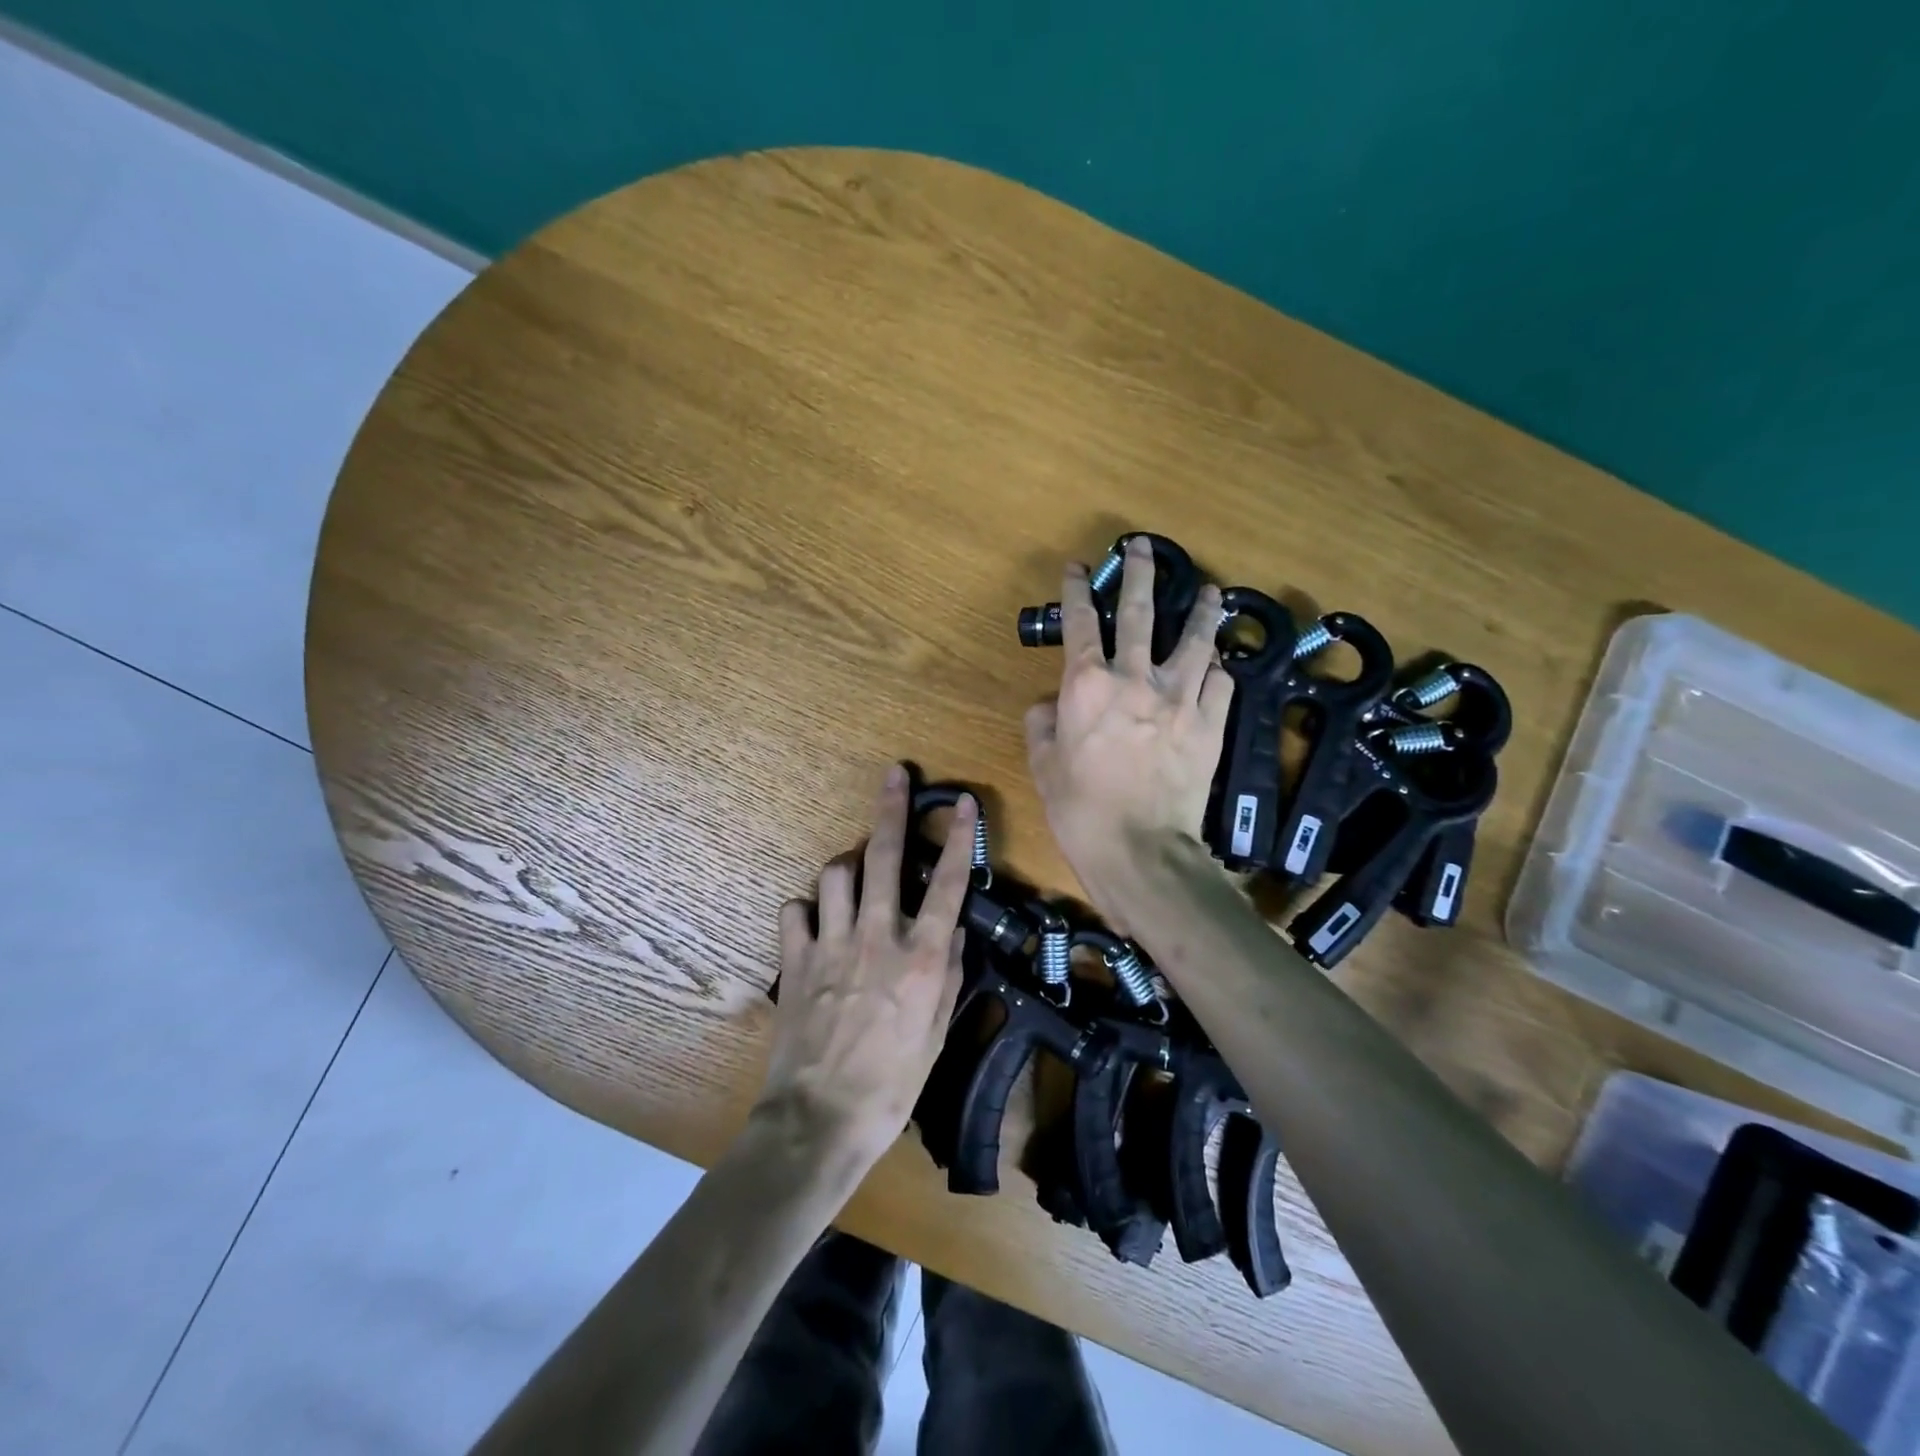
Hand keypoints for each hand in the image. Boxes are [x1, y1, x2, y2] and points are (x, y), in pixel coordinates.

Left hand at [755, 764, 975, 1169]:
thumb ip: (949, 974)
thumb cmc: (893, 1083)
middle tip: (893, 775)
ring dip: (846, 865)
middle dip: (891, 809)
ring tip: (853, 873)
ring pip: (834, 873)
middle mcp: (877, 937)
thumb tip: (953, 932)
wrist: (821, 1120)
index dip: (959, 838)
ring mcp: (831, 944)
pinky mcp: (795, 960)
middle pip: (884, 857)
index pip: (948, 883)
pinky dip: (806, 910)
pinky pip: (795, 911)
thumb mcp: (938, 1032)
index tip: (963, 803)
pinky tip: (814, 922)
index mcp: (921, 957)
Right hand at [1025, 535, 1231, 914]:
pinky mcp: (1211, 721)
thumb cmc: (1080, 808)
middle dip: (1139, 572)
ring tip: (1211, 590)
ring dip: (1202, 609)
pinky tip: (1219, 664)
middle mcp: (1135, 677)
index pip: (1081, 621)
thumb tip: (1049, 704)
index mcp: (1087, 683)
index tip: (1078, 567)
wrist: (1140, 848)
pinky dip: (1218, 669)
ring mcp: (1180, 696)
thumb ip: (1042, 723)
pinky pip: (1221, 681)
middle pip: (1140, 610)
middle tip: (1143, 546)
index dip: (1077, 589)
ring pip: (1196, 638)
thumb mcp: (1043, 765)